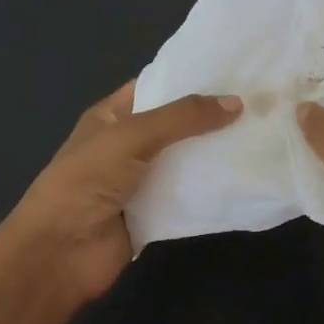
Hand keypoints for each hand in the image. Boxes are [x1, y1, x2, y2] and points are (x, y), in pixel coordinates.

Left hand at [0, 81, 242, 304]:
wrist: (60, 253)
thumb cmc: (87, 180)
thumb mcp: (132, 136)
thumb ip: (183, 117)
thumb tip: (237, 102)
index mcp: (111, 116)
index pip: (154, 86)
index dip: (188, 78)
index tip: (232, 71)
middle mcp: (126, 145)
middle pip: (175, 125)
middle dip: (210, 116)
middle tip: (260, 102)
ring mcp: (141, 181)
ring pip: (185, 160)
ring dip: (215, 152)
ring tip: (263, 134)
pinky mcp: (154, 214)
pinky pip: (188, 195)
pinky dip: (211, 188)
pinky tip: (246, 175)